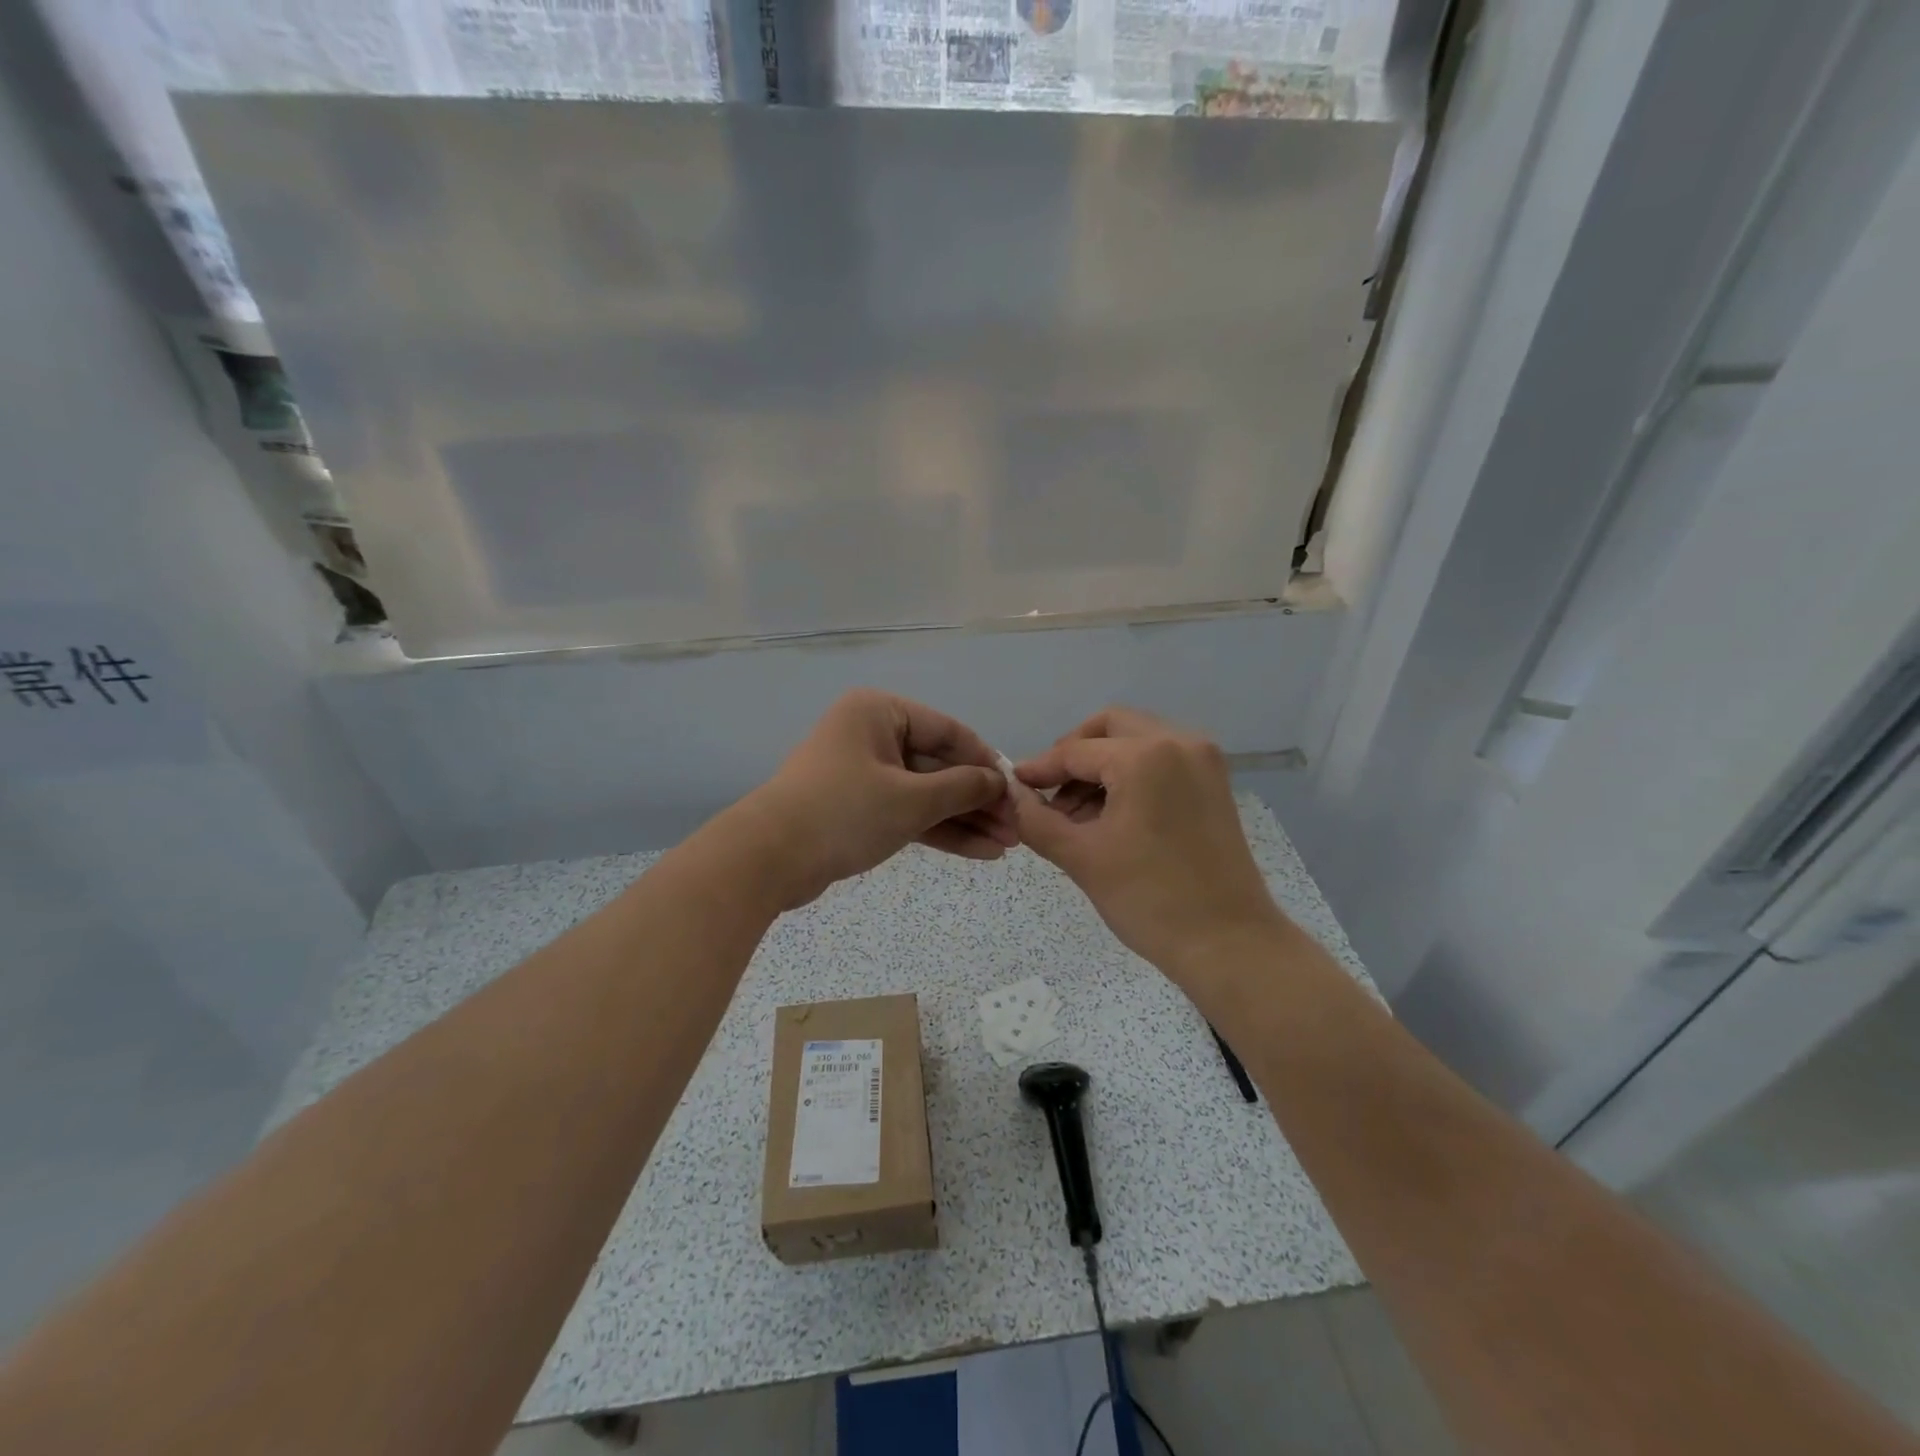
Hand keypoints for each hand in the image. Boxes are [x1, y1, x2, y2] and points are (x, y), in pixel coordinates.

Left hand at [739, 689, 1015, 908]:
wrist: (768, 859)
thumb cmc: (844, 812)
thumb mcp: (911, 799)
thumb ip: (962, 788)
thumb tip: (999, 782)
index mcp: (880, 713)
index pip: (948, 731)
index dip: (986, 762)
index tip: (1017, 790)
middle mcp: (872, 736)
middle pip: (939, 766)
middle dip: (978, 800)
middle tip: (1016, 828)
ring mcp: (864, 774)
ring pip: (925, 794)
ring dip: (965, 819)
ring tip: (1006, 846)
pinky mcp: (858, 809)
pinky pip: (907, 813)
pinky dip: (939, 831)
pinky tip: (979, 851)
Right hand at [1010, 707, 1285, 985]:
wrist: (1229, 944)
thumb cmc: (1149, 899)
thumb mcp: (1081, 857)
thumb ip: (1035, 819)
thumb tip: (1010, 796)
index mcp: (1145, 755)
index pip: (1076, 750)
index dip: (1040, 768)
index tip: (1014, 786)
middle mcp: (1179, 742)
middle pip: (1110, 727)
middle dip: (1074, 755)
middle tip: (1050, 792)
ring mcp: (1203, 761)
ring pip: (1137, 740)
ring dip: (1102, 765)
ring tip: (1078, 815)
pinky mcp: (1214, 783)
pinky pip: (1161, 759)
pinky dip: (1131, 775)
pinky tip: (1112, 815)